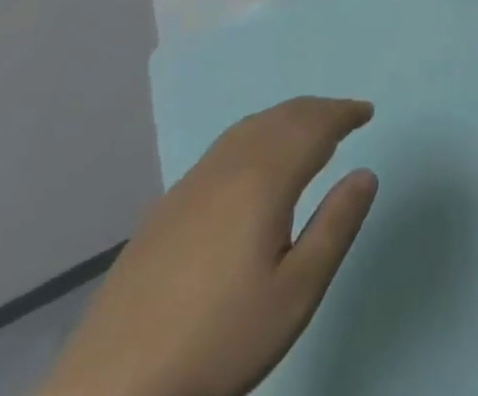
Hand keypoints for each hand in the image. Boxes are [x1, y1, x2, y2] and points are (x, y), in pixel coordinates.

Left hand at [41, 98, 377, 395]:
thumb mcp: (295, 295)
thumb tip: (365, 173)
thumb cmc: (218, 342)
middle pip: (281, 118)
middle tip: (344, 118)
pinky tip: (252, 166)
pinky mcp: (165, 208)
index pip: (313, 125)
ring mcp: (191, 184)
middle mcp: (228, 166)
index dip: (343, 113)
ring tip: (305, 133)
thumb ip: (335, 227)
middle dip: (317, 111)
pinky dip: (255, 137)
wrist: (110, 390)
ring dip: (285, 120)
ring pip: (249, 128)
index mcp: (264, 178)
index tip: (366, 112)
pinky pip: (224, 148)